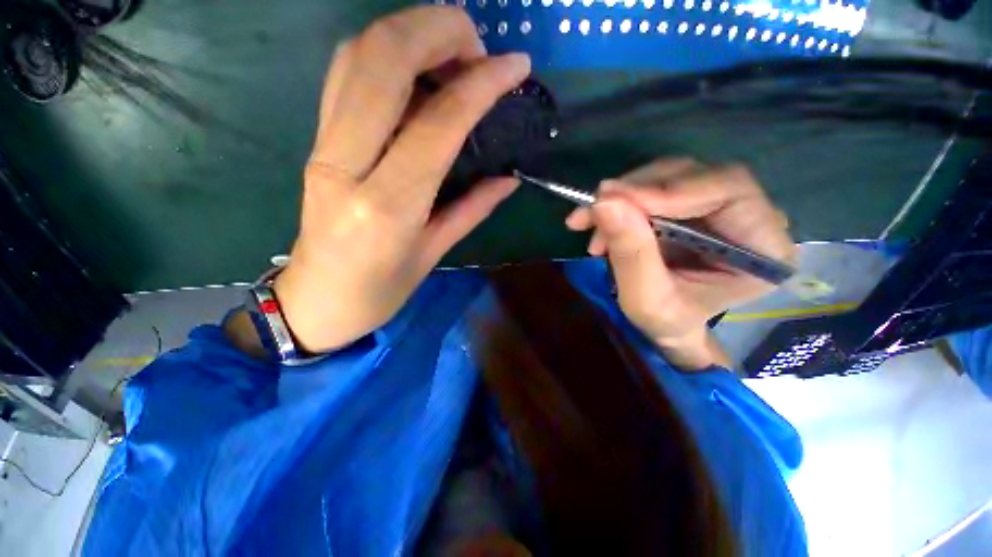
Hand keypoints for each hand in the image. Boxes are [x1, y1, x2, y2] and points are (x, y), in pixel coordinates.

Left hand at [273, 7, 530, 351]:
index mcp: (388, 205)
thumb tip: (509, 177)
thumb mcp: (434, 254)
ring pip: (359, 55)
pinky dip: (385, 53)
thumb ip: (473, 208)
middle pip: (385, 60)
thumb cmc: (379, 291)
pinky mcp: (316, 141)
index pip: (439, 122)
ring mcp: (323, 146)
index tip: (515, 67)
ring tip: (454, 52)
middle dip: (439, 30)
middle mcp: (347, 163)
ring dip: (411, 31)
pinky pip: (347, 75)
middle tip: (479, 48)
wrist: (316, 301)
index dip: (482, 84)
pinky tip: (417, 70)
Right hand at [566, 158, 795, 369]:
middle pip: (693, 176)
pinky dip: (619, 202)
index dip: (669, 190)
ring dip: (621, 198)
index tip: (614, 201)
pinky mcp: (691, 205)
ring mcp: (719, 207)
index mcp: (763, 247)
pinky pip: (652, 187)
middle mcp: (751, 217)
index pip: (729, 190)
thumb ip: (630, 252)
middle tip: (591, 211)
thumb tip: (604, 203)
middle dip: (634, 192)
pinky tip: (598, 223)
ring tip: (588, 224)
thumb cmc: (666, 322)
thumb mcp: (644, 298)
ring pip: (668, 177)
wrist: (667, 326)